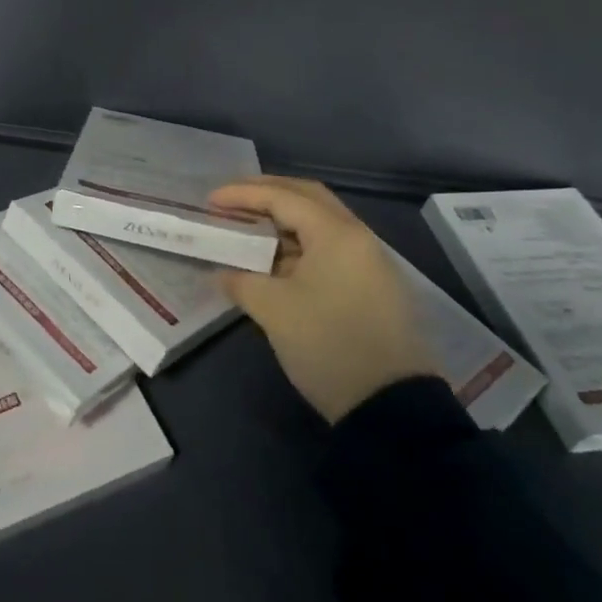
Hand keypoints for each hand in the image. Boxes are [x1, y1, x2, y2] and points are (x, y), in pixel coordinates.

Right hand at [208, 177, 436, 424]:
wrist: (391, 407)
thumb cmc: (328, 344)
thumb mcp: (274, 310)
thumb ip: (241, 281)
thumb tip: (224, 273)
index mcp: (336, 234)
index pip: (282, 197)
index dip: (242, 194)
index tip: (210, 200)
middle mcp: (357, 238)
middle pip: (307, 198)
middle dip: (266, 194)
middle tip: (231, 201)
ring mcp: (368, 263)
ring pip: (319, 224)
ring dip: (282, 221)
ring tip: (246, 230)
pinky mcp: (371, 287)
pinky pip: (328, 249)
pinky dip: (297, 246)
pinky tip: (274, 261)